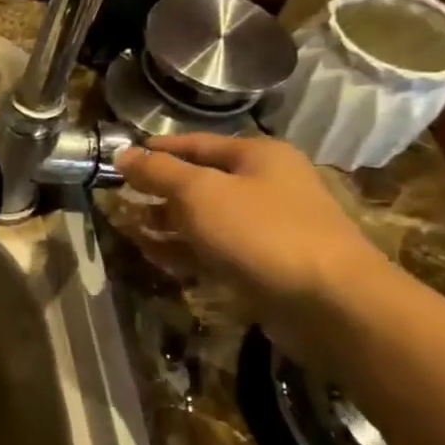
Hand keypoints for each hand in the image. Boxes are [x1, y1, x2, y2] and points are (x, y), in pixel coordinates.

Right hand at [114, 133, 390, 355]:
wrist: (327, 301)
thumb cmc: (260, 232)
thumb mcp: (199, 193)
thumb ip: (157, 172)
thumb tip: (122, 154)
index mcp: (257, 156)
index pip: (195, 143)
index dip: (156, 150)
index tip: (118, 159)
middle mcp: (264, 185)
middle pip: (199, 181)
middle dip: (157, 190)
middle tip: (116, 198)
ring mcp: (264, 226)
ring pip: (202, 218)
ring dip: (164, 223)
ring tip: (126, 230)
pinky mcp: (260, 263)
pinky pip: (212, 249)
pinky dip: (183, 250)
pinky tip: (154, 256)